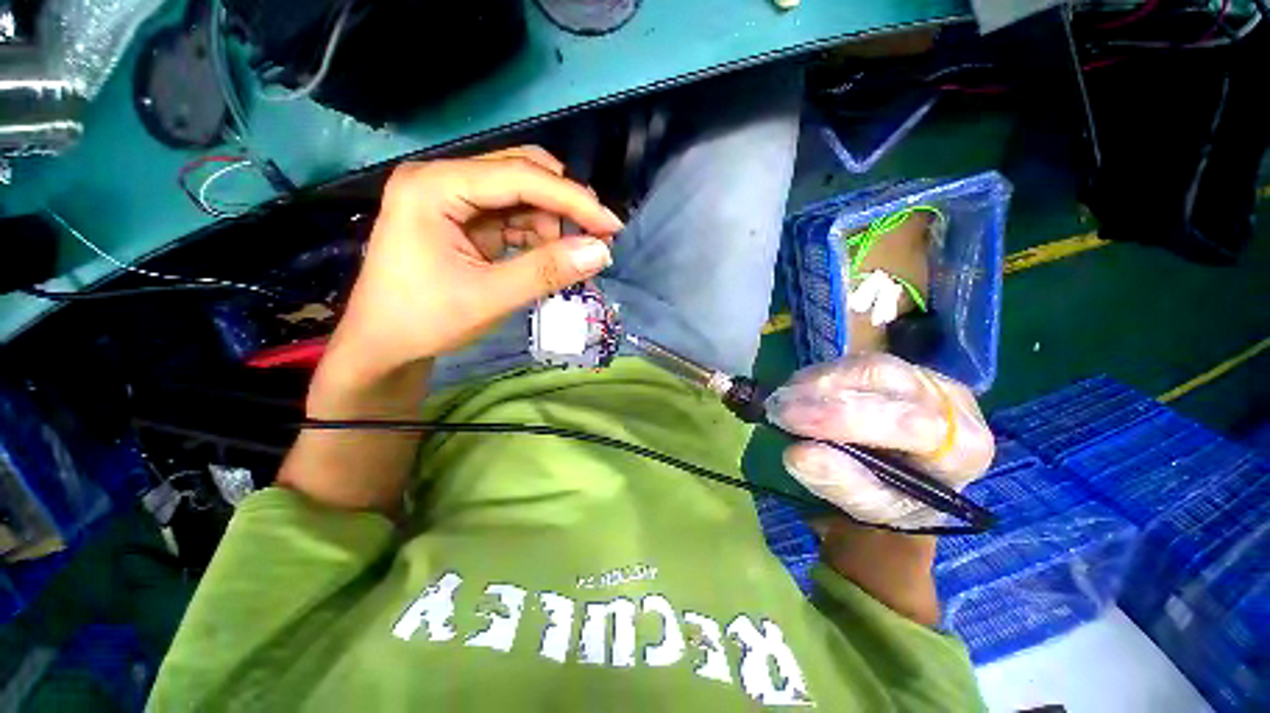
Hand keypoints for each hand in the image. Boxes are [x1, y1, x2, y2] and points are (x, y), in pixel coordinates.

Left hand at [323, 146, 623, 386]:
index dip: (572, 199)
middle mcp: (443, 180)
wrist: (382, 346)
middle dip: (564, 206)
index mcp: (435, 187)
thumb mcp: (490, 298)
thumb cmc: (424, 320)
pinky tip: (551, 258)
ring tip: (571, 258)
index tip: (612, 225)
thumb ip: (547, 271)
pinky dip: (539, 237)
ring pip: (521, 196)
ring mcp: (453, 199)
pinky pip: (513, 218)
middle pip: (521, 174)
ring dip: (554, 224)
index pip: (518, 176)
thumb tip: (602, 252)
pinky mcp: (463, 221)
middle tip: (597, 238)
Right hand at [765, 353, 993, 528]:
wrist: (907, 480)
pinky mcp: (893, 366)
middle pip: (884, 383)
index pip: (909, 424)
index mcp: (963, 447)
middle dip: (823, 398)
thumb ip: (840, 483)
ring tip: (781, 402)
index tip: (793, 425)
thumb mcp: (871, 507)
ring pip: (863, 366)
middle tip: (777, 412)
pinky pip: (850, 362)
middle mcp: (952, 401)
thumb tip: (795, 454)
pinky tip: (794, 392)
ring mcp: (922, 376)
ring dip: (815, 384)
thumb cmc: (895, 501)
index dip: (847, 420)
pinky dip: (815, 377)